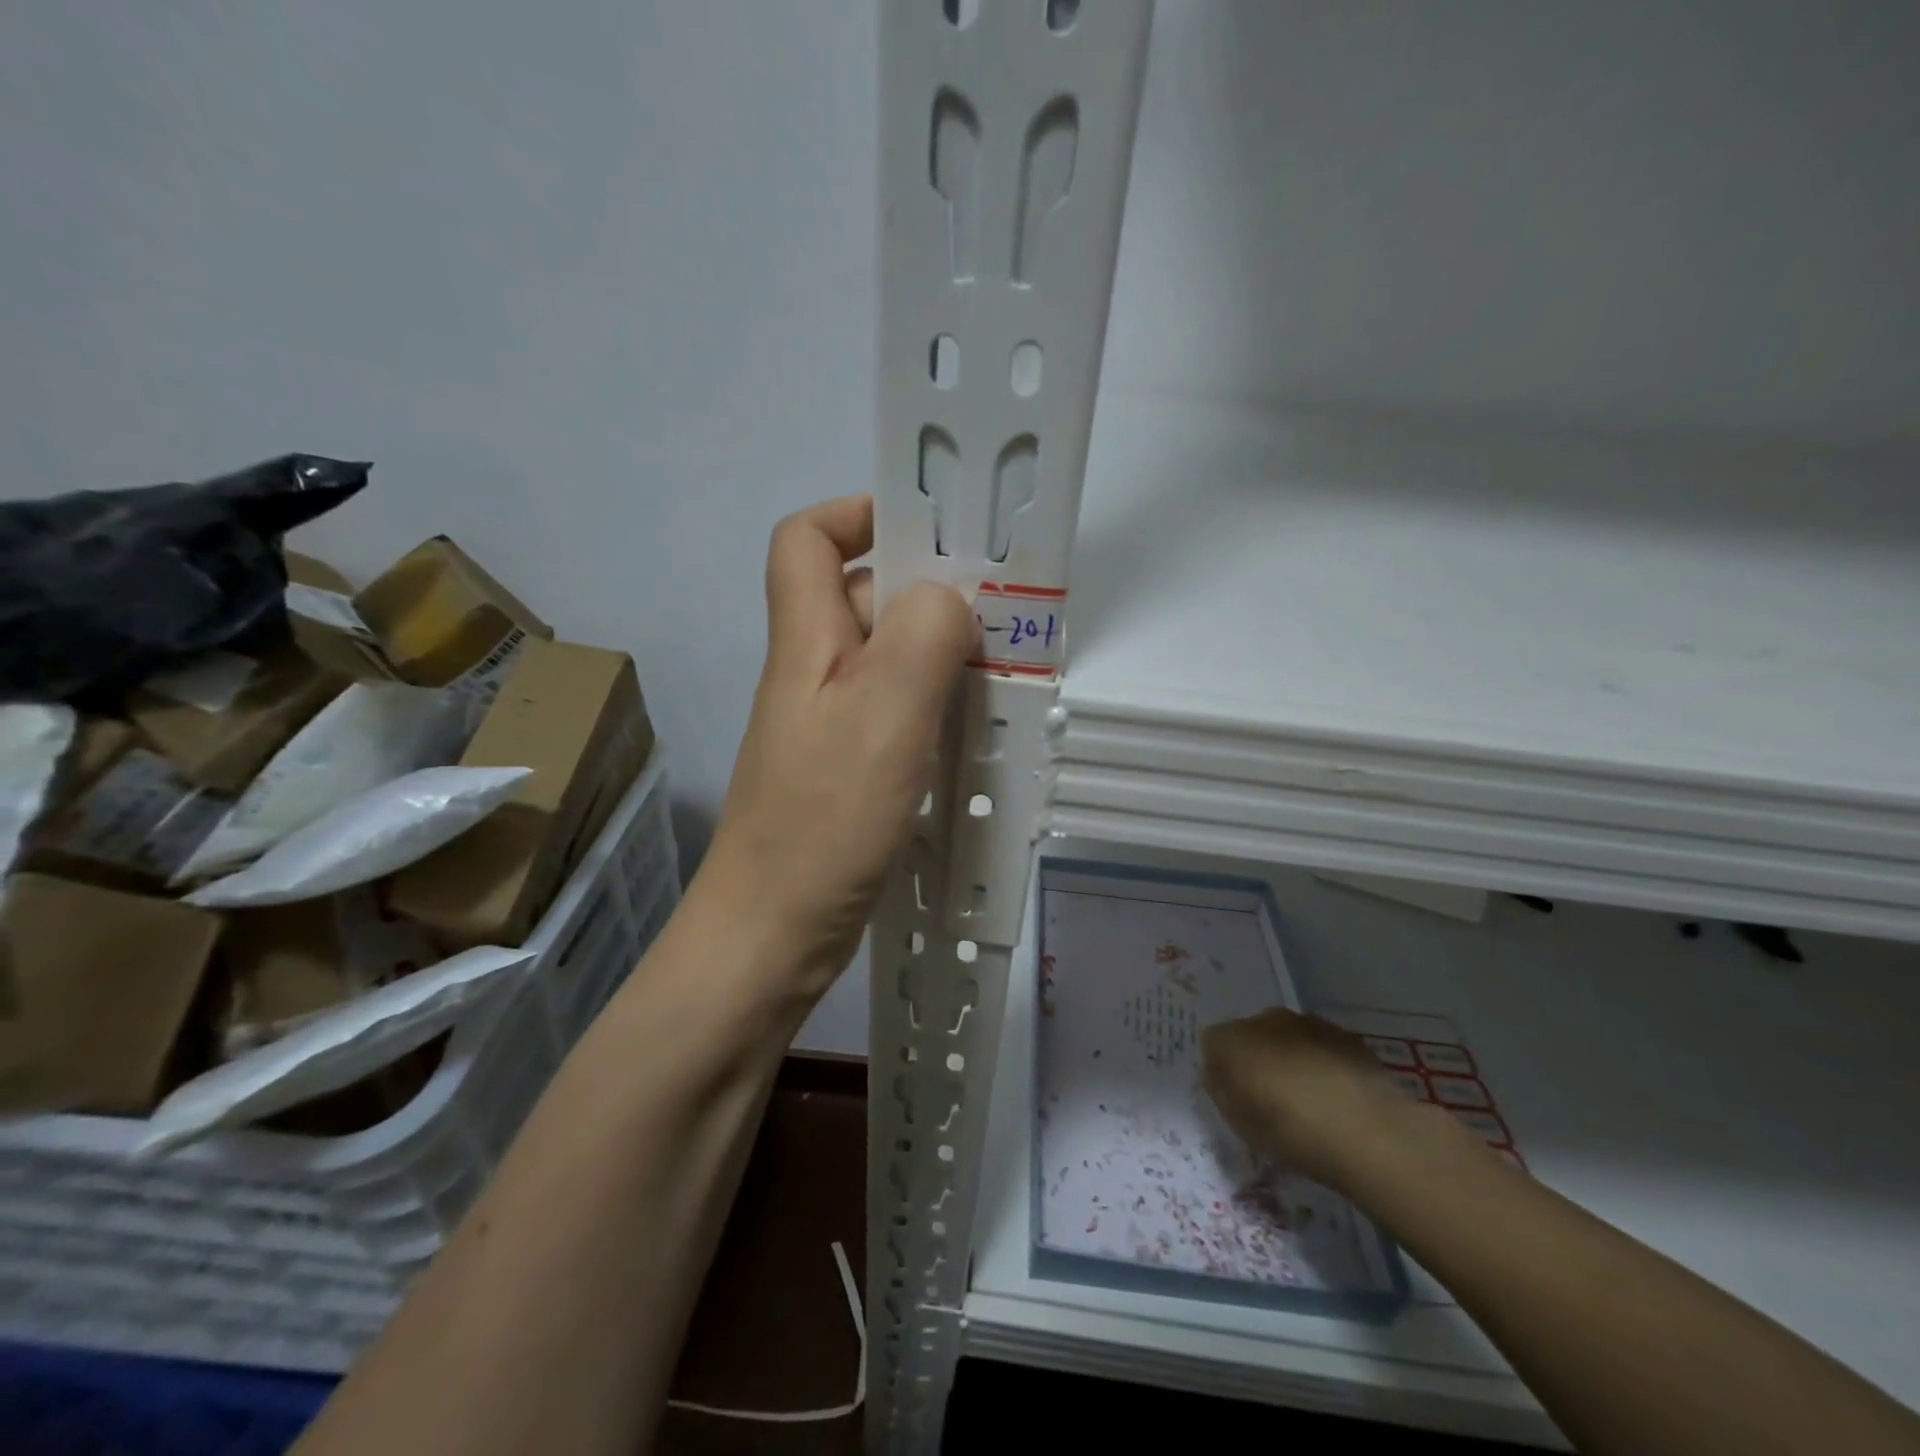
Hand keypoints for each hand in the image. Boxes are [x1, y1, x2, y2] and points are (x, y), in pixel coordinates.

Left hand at [701, 496, 976, 997]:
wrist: (773, 935)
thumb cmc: (823, 819)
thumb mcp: (884, 711)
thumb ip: (924, 634)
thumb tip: (948, 600)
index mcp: (805, 640)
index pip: (806, 539)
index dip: (857, 513)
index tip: (927, 531)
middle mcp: (812, 673)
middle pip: (861, 597)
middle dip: (928, 594)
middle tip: (996, 619)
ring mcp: (828, 725)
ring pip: (888, 660)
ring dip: (941, 658)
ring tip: (999, 679)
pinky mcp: (846, 770)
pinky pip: (896, 714)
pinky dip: (935, 710)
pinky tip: (974, 736)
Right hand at [1200, 1008, 1435, 1190]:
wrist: (1371, 1133)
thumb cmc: (1293, 1133)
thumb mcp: (1243, 1126)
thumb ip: (1223, 1094)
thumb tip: (1219, 1076)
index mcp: (1231, 1039)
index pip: (1212, 1044)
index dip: (1221, 1070)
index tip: (1236, 1098)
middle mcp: (1264, 1019)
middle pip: (1249, 1035)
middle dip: (1255, 1059)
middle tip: (1270, 1099)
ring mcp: (1306, 1022)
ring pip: (1286, 1038)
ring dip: (1289, 1058)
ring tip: (1308, 1100)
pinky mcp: (1344, 1034)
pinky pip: (1319, 1045)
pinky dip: (1320, 1062)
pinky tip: (1336, 1096)